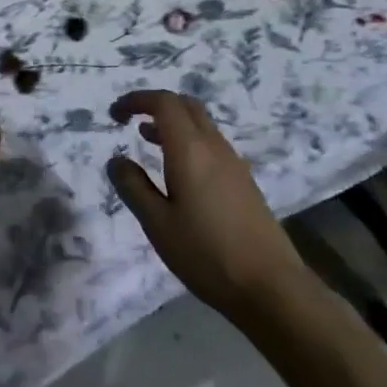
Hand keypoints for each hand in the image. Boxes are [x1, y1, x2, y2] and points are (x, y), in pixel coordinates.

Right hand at [107, 90, 307, 323]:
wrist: (271, 287)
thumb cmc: (207, 254)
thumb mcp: (158, 224)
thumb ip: (133, 187)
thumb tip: (116, 160)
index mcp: (190, 149)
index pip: (163, 102)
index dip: (136, 100)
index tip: (114, 114)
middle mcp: (214, 146)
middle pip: (185, 105)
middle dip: (155, 105)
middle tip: (130, 120)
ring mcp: (233, 163)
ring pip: (200, 124)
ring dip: (173, 123)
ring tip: (147, 141)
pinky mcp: (244, 181)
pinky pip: (211, 144)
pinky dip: (188, 141)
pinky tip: (178, 172)